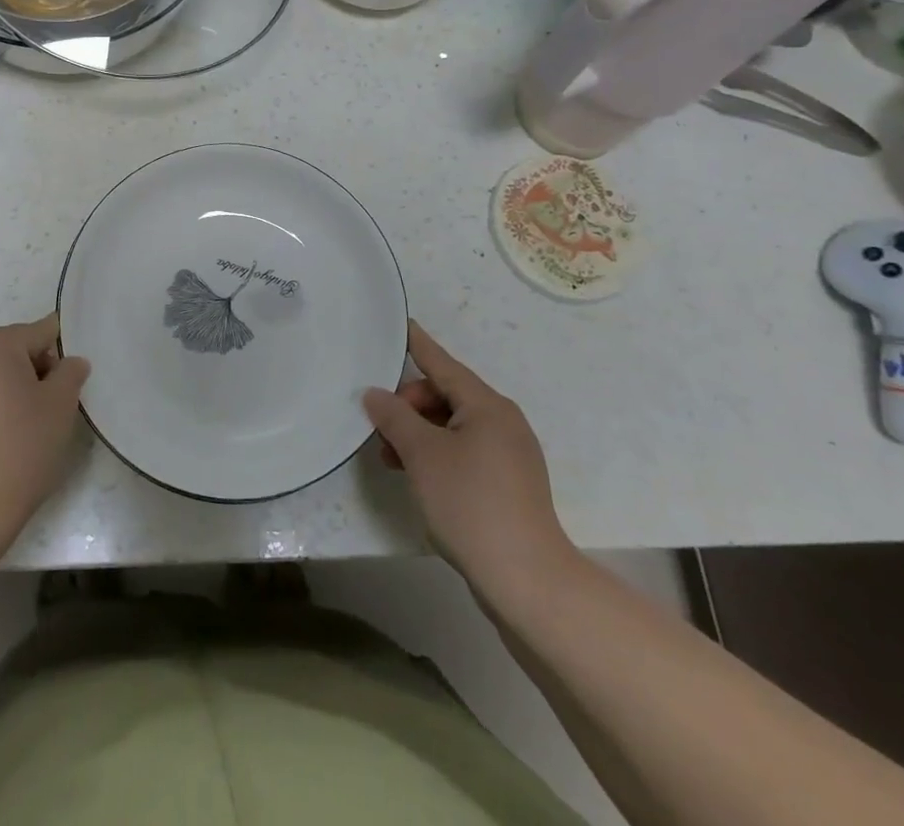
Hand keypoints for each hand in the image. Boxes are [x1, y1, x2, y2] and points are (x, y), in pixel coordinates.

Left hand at [0, 314, 89, 567]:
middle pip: (8, 350)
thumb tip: (70, 362)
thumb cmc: (16, 453)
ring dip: (3, 390)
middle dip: (30, 372)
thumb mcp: (60, 410)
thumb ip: (70, 374)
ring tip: (16, 431)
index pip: (41, 332)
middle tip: (45, 414)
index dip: (60, 358)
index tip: (66, 390)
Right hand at [363, 322, 577, 592]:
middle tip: (380, 431)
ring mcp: (509, 454)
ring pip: (453, 426)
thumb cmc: (471, 504)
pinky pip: (464, 451)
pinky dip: (437, 455)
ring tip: (390, 459)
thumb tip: (376, 394)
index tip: (401, 322)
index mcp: (487, 405)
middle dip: (409, 406)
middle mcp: (502, 421)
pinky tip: (417, 477)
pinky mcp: (508, 484)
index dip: (417, 344)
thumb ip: (395, 418)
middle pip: (445, 395)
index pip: (442, 363)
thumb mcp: (422, 455)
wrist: (527, 580)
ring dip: (419, 434)